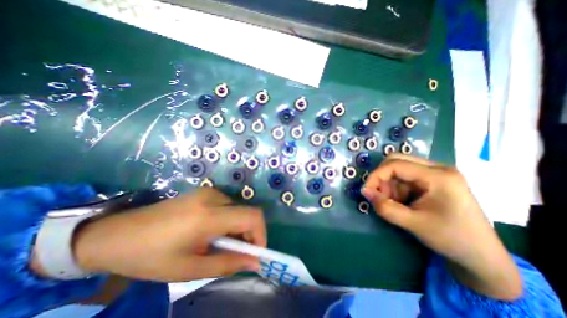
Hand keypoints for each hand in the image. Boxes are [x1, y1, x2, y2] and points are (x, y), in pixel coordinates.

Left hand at [71, 188, 265, 281]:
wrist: (116, 233)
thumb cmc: (150, 256)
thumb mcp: (189, 269)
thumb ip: (227, 264)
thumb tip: (255, 263)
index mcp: (209, 216)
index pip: (252, 217)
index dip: (261, 234)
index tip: (255, 253)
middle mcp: (213, 197)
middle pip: (247, 213)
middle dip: (248, 234)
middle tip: (235, 253)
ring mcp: (209, 192)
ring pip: (238, 210)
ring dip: (237, 228)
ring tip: (219, 244)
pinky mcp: (205, 192)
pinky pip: (228, 206)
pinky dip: (229, 220)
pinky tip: (211, 231)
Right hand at [360, 154, 519, 299]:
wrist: (481, 255)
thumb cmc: (451, 239)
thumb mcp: (413, 224)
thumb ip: (385, 207)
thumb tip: (365, 192)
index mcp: (438, 176)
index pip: (396, 165)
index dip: (376, 176)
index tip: (366, 191)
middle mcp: (438, 168)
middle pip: (397, 161)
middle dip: (382, 177)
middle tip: (379, 195)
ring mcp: (436, 173)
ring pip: (399, 168)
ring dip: (389, 184)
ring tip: (392, 202)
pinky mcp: (433, 179)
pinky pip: (405, 176)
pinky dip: (396, 187)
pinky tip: (401, 201)